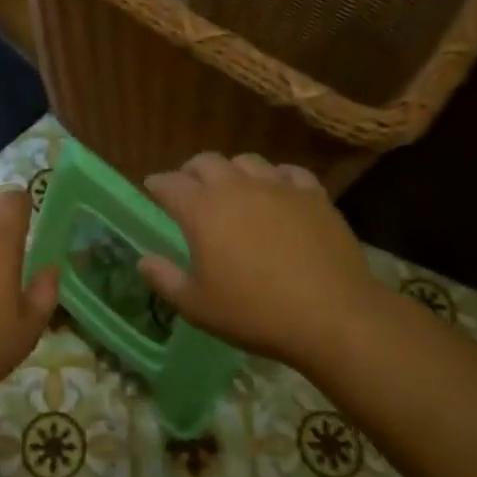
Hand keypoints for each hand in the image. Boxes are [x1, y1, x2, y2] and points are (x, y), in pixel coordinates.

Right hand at [139, 153, 373, 366]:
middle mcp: (236, 187)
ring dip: (232, 170)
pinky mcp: (312, 195)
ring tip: (233, 188)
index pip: (170, 183)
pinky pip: (289, 172)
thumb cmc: (256, 313)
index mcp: (202, 210)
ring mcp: (277, 186)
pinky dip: (276, 177)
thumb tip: (144, 260)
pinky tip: (278, 191)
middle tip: (189, 188)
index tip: (152, 188)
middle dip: (191, 171)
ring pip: (247, 161)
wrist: (332, 315)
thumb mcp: (198, 307)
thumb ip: (165, 280)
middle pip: (206, 161)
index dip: (157, 184)